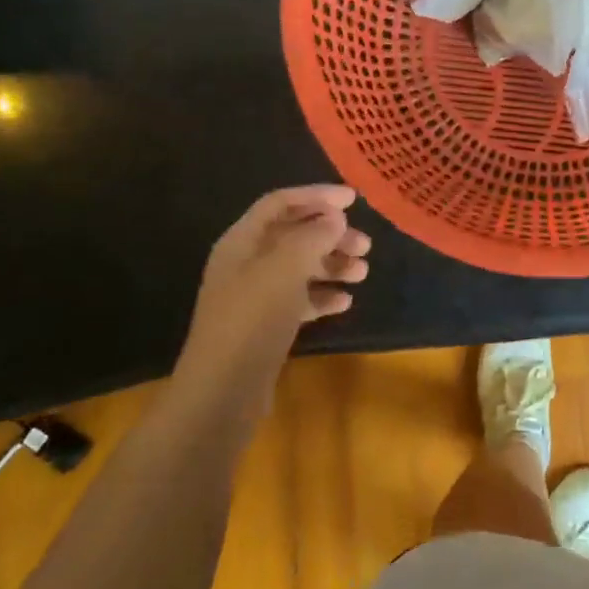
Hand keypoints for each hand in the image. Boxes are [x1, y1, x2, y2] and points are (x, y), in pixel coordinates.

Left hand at [175, 185, 371, 415]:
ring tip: (362, 273)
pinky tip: (344, 302)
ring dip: (332, 265)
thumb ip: (312, 237)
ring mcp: (254, 296)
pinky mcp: (265, 325)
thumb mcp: (285, 269)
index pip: (280, 203)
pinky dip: (322, 296)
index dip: (316, 196)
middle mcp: (245, 263)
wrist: (223, 391)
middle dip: (331, 235)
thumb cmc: (252, 320)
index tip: (354, 200)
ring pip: (300, 268)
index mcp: (242, 242)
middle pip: (294, 235)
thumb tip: (334, 217)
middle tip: (365, 245)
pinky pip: (299, 299)